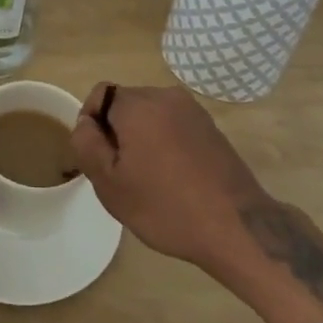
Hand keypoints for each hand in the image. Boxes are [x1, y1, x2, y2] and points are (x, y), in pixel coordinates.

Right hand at [69, 84, 268, 275]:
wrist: (236, 227)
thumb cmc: (165, 206)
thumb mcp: (109, 183)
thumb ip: (86, 144)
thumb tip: (86, 122)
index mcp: (138, 104)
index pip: (100, 95)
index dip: (91, 124)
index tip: (98, 158)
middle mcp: (166, 96)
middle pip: (126, 104)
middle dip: (117, 132)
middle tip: (121, 174)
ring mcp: (193, 110)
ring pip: (151, 116)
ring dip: (142, 138)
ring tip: (149, 179)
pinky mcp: (211, 127)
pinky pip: (174, 126)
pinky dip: (166, 143)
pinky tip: (174, 178)